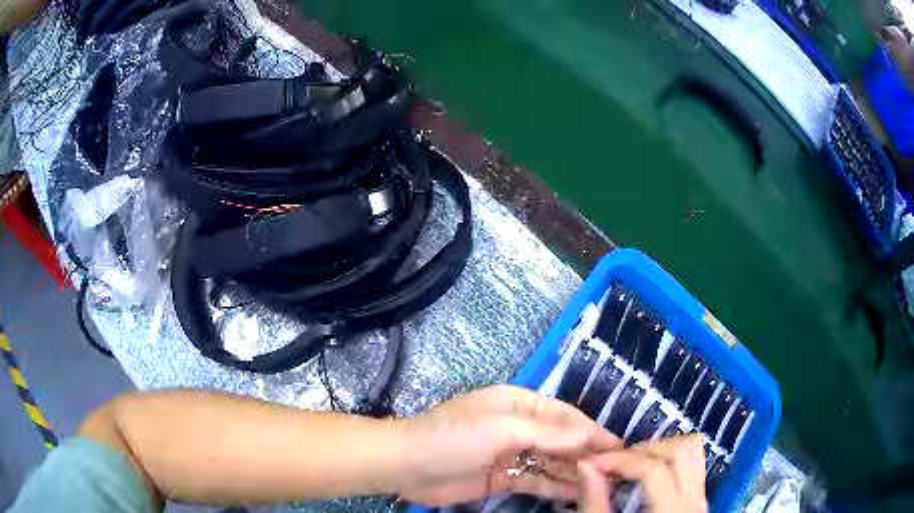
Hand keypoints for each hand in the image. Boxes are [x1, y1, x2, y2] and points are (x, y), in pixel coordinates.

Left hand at [396, 385, 620, 505]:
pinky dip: (555, 486)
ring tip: (603, 484)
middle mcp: (519, 426)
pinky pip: (536, 480)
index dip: (592, 430)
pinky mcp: (503, 477)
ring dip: (575, 471)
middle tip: (616, 470)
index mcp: (519, 404)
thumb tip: (590, 436)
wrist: (406, 466)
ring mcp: (511, 454)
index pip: (565, 416)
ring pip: (552, 461)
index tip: (619, 446)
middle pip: (561, 439)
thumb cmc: (453, 438)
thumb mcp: (501, 429)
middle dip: (587, 453)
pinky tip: (576, 493)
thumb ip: (548, 433)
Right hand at [578, 435, 706, 512]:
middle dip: (646, 449)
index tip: (591, 463)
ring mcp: (700, 500)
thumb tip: (586, 465)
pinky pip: (691, 469)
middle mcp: (694, 501)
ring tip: (630, 465)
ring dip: (660, 453)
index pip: (654, 470)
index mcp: (671, 511)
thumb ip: (595, 503)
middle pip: (684, 451)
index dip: (620, 460)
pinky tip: (645, 478)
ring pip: (693, 456)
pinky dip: (668, 464)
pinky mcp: (698, 503)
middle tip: (614, 461)